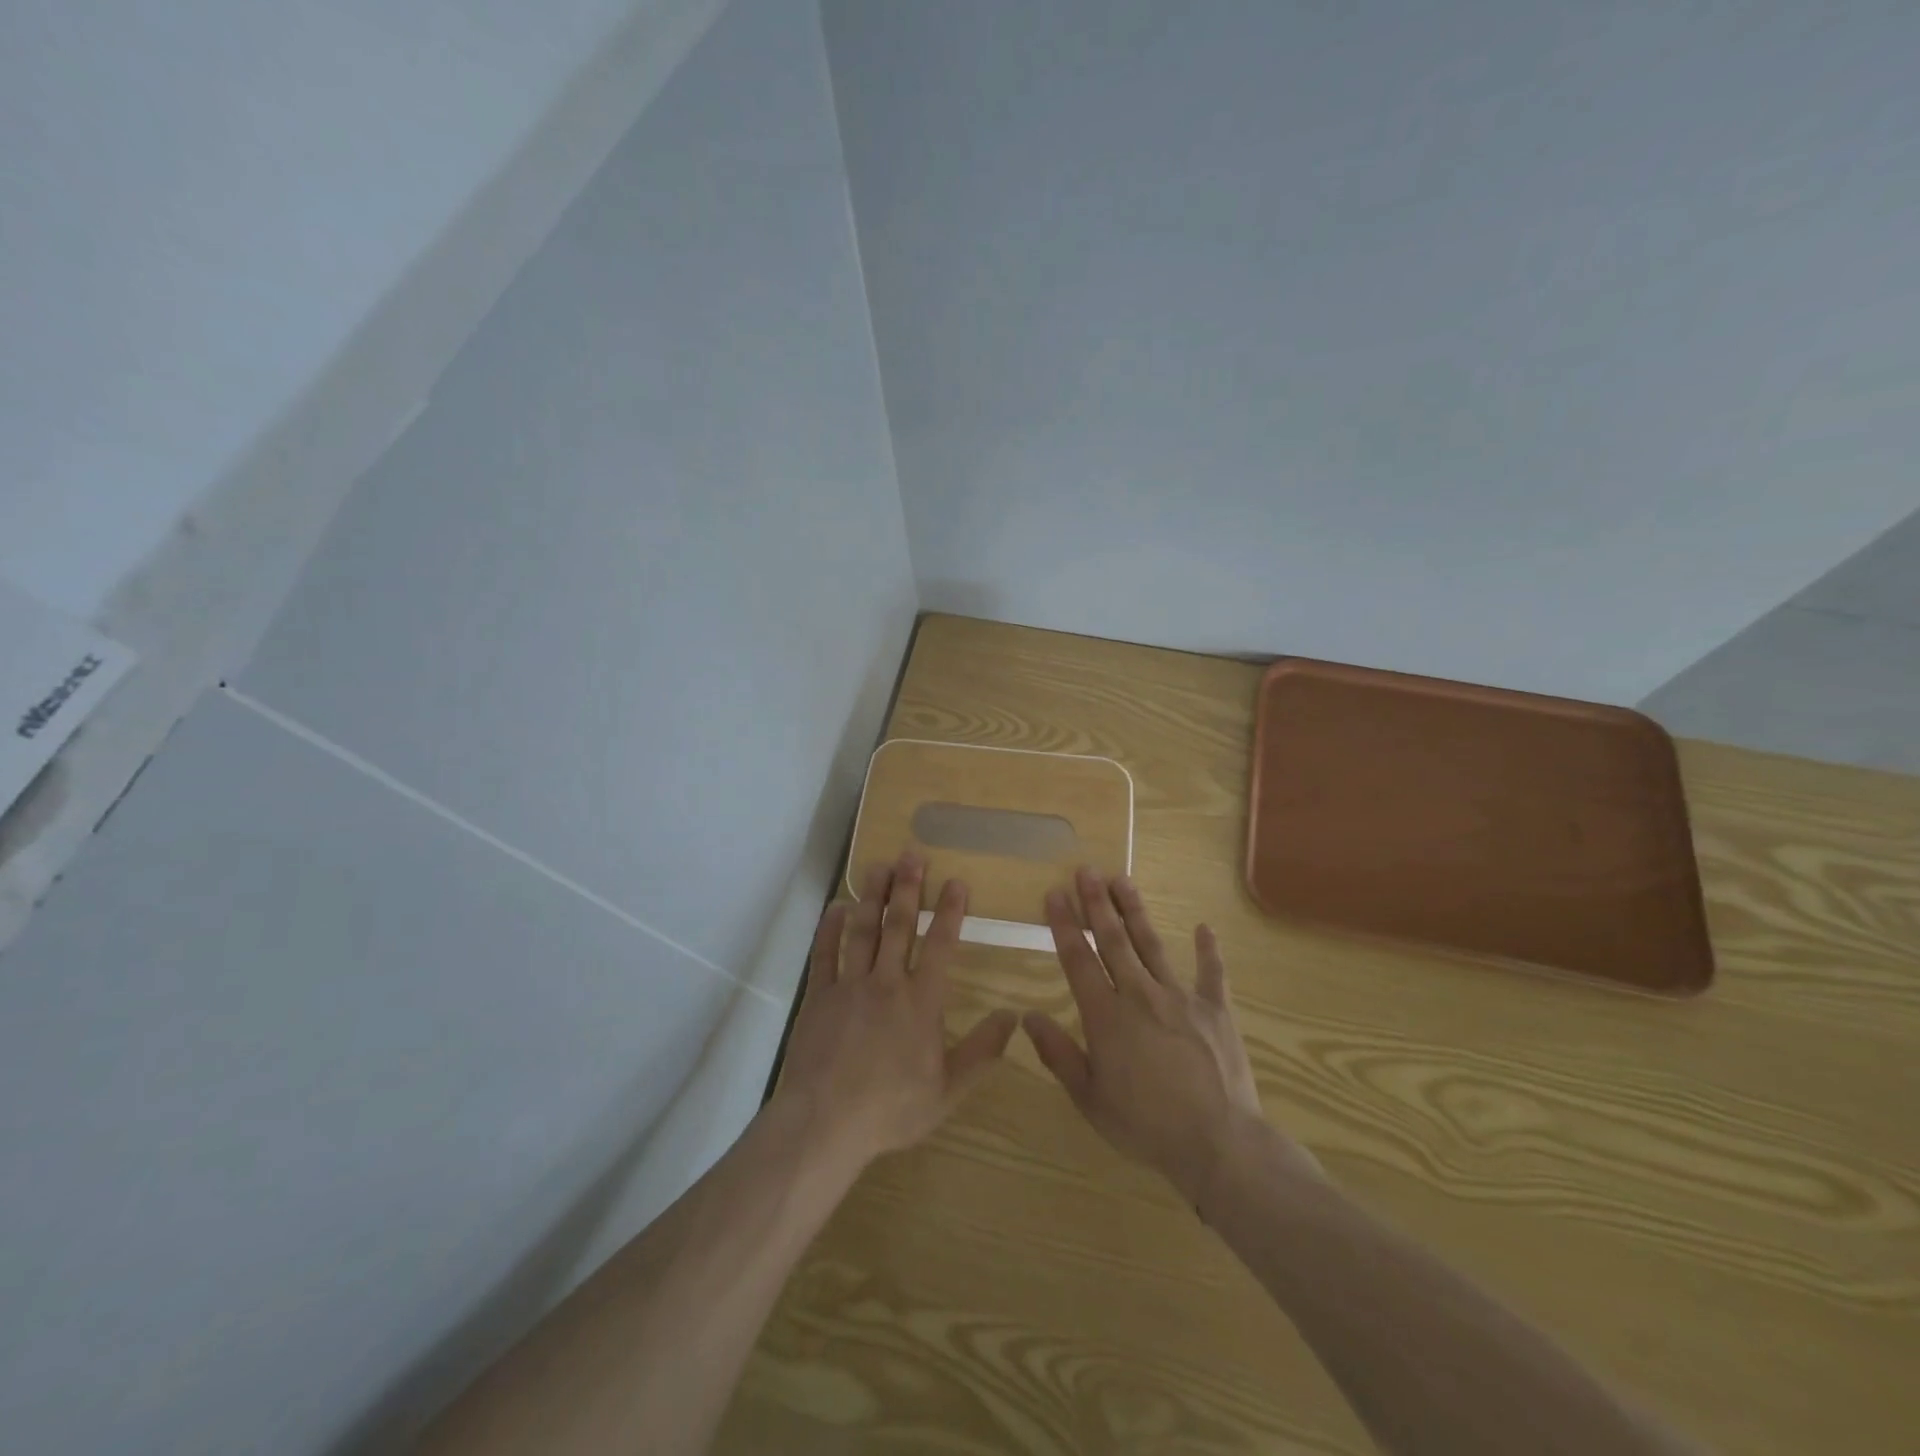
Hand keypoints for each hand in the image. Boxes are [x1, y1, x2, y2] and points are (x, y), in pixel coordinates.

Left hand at [774, 853, 1017, 1177]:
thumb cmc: (891, 1109)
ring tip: (878, 866)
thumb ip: (982, 1052)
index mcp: (921, 1002)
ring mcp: (849, 986)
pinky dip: (829, 928)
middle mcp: (887, 983)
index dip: (950, 912)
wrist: (825, 1123)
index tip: (956, 881)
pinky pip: (825, 953)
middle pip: (899, 926)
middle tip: (912, 854)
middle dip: (908, 887)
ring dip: (872, 896)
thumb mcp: (948, 1090)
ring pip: (862, 930)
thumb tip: (1013, 1018)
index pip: (941, 946)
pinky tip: (836, 906)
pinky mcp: (819, 996)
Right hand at [1024, 869, 1312, 1206]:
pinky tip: (1204, 928)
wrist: (1219, 1143)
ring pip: (1152, 944)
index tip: (1054, 893)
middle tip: (1086, 870)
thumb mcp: (1090, 1098)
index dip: (1064, 924)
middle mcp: (1140, 994)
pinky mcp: (1216, 1010)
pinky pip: (1212, 973)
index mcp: (1106, 1016)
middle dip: (1096, 902)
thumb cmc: (1146, 1125)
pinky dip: (1208, 950)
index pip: (1078, 959)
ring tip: (1122, 879)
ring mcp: (1181, 997)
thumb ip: (1058, 1054)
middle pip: (1113, 940)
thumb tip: (1027, 1017)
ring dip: (1135, 911)